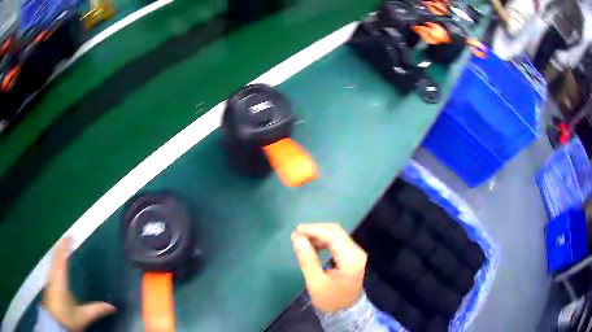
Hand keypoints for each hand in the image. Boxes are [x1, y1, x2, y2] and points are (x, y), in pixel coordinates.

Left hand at [43, 238, 116, 330]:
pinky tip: (55, 264)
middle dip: (60, 247)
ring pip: (52, 262)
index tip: (70, 236)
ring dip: (56, 253)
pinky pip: (51, 267)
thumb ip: (96, 310)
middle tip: (66, 238)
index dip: (66, 247)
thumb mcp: (83, 317)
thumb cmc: (67, 318)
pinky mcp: (48, 285)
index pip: (62, 259)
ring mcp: (49, 280)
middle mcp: (53, 277)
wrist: (54, 324)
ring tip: (61, 247)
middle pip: (55, 258)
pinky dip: (54, 261)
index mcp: (60, 281)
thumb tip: (112, 307)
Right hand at [291, 223, 366, 313]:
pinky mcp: (353, 255)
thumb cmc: (330, 300)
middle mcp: (356, 252)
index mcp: (350, 259)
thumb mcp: (316, 282)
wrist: (346, 312)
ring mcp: (356, 253)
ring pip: (337, 235)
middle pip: (336, 232)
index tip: (296, 231)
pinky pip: (338, 242)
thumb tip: (297, 238)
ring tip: (302, 241)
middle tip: (297, 235)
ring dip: (319, 235)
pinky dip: (324, 241)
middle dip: (316, 230)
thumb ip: (307, 259)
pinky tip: (313, 246)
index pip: (333, 236)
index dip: (314, 230)